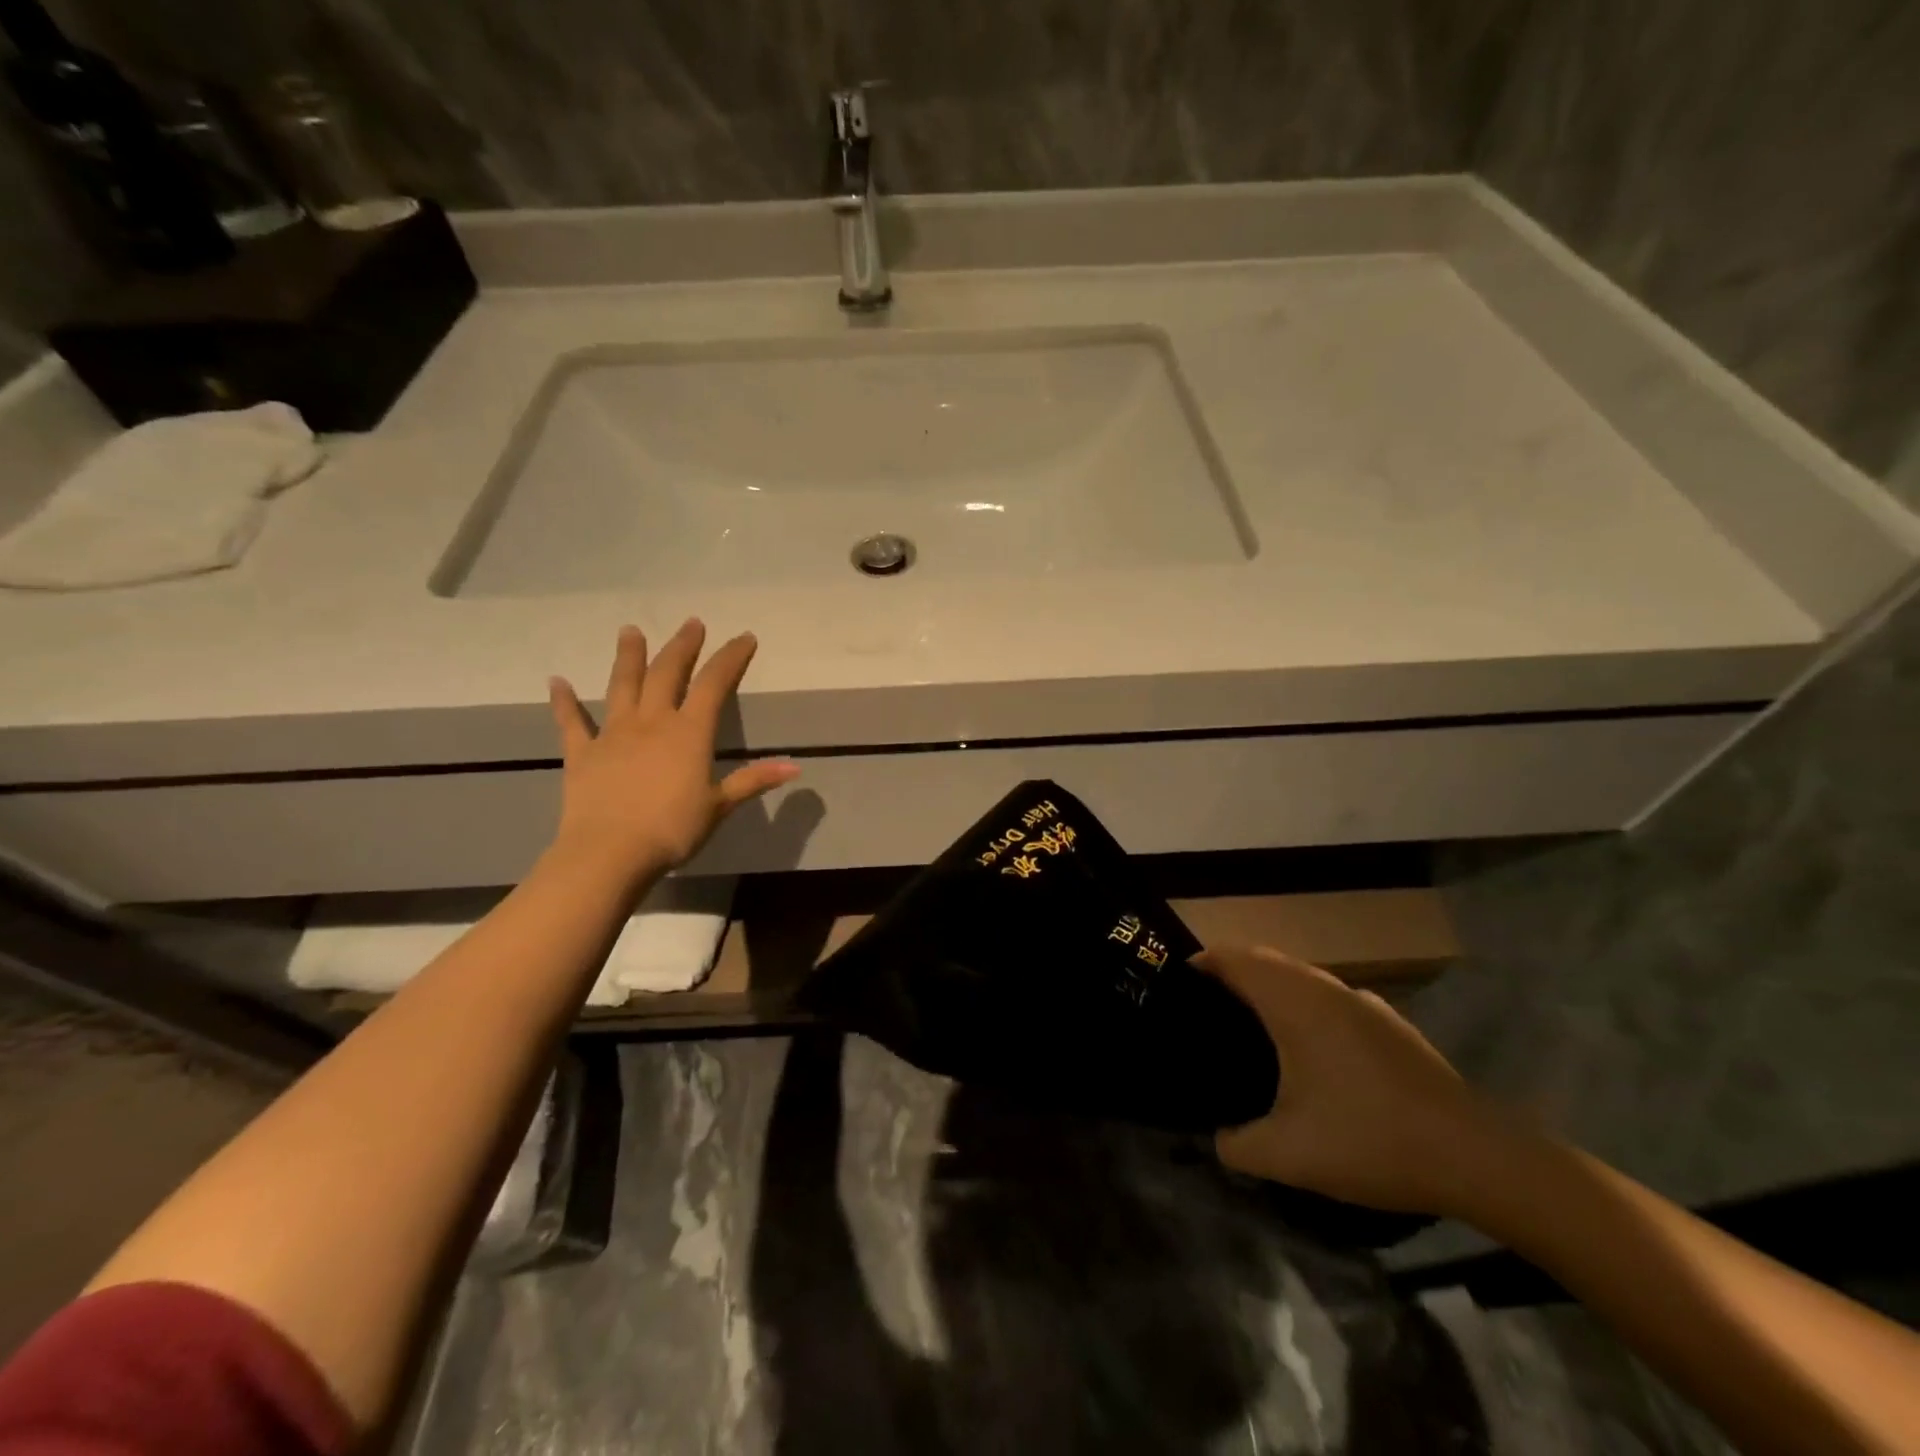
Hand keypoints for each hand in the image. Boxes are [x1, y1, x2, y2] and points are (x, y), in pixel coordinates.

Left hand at [546, 620, 798, 885]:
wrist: (609, 853)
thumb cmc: (672, 829)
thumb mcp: (719, 806)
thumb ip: (754, 781)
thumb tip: (795, 766)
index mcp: (689, 733)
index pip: (715, 684)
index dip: (731, 658)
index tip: (744, 638)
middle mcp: (652, 722)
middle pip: (668, 673)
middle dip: (683, 646)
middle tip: (691, 623)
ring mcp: (613, 734)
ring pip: (623, 686)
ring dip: (629, 657)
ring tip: (630, 631)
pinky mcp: (582, 753)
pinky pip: (572, 722)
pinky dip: (564, 701)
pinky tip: (556, 682)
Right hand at [1197, 945, 1516, 1218]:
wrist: (1476, 1156)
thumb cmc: (1370, 1139)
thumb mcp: (1288, 1155)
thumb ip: (1236, 1144)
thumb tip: (1219, 1138)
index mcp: (1292, 1001)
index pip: (1233, 957)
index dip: (1200, 964)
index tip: (1177, 991)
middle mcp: (1324, 988)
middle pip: (1263, 960)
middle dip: (1229, 976)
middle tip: (1204, 1015)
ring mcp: (1362, 1002)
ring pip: (1299, 977)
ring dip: (1268, 990)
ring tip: (1250, 1032)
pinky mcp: (1388, 1023)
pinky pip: (1328, 998)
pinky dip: (1303, 1008)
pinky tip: (1309, 1056)